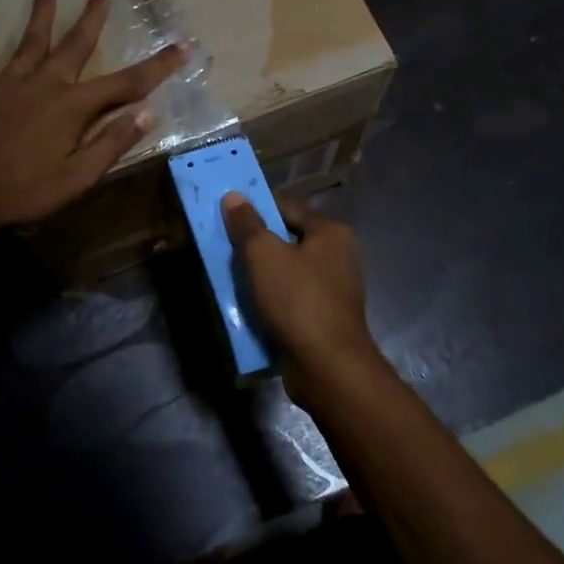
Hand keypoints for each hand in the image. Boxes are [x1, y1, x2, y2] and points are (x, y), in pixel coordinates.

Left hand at [0, 0, 183, 232]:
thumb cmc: (24, 191)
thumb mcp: (78, 177)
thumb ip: (112, 143)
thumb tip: (148, 113)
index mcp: (74, 107)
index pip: (126, 83)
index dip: (157, 66)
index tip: (181, 48)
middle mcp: (45, 83)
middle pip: (75, 45)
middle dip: (92, 19)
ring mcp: (8, 82)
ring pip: (30, 41)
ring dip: (41, 15)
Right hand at [222, 194, 389, 408]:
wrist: (328, 366)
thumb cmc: (298, 300)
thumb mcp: (264, 255)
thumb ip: (248, 224)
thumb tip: (234, 196)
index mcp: (331, 232)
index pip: (288, 206)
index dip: (257, 209)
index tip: (228, 218)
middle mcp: (339, 256)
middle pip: (288, 240)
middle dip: (256, 246)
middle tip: (224, 250)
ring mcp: (334, 289)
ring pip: (288, 272)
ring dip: (261, 277)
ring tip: (231, 281)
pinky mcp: (325, 318)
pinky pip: (292, 300)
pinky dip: (272, 302)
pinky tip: (249, 309)